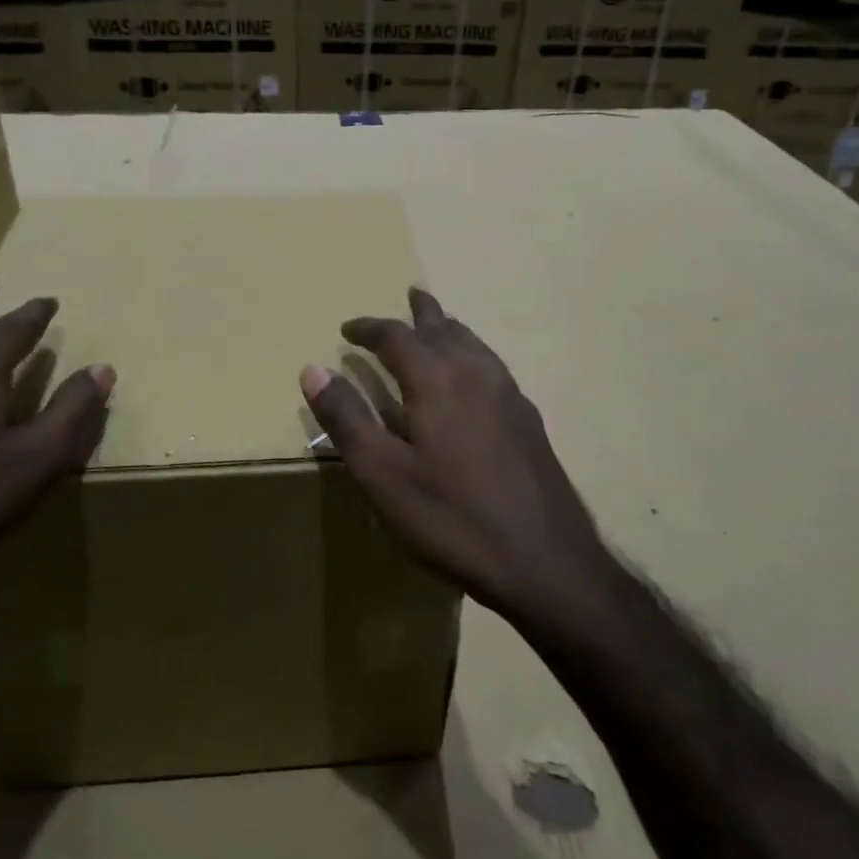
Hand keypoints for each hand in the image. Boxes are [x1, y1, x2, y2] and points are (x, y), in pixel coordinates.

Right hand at [300, 287, 612, 623]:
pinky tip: (474, 380)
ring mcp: (510, 396)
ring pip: (476, 344)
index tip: (347, 329)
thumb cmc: (451, 517)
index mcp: (438, 379)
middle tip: (409, 297)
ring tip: (438, 327)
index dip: (369, 328)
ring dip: (451, 330)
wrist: (544, 561)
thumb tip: (313, 369)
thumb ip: (347, 418)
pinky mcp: (529, 421)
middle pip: (445, 328)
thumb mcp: (382, 474)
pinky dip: (473, 355)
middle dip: (421, 313)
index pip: (397, 335)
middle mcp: (477, 373)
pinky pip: (493, 367)